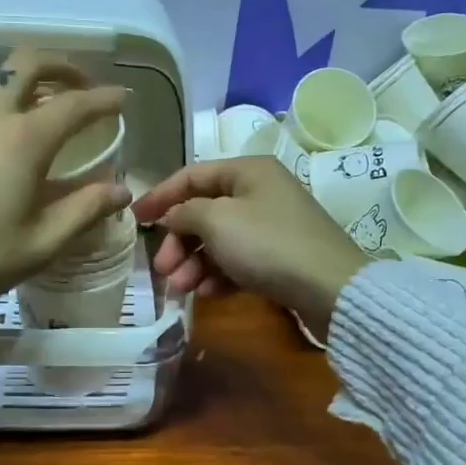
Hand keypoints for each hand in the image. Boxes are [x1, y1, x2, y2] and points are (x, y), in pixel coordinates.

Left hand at [0, 50, 131, 310]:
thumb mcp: (40, 243)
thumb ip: (85, 210)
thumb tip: (120, 190)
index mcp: (24, 139)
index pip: (75, 104)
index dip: (104, 98)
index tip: (122, 99)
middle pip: (29, 61)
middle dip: (62, 66)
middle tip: (80, 87)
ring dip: (28, 80)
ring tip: (44, 109)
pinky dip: (1, 99)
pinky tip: (3, 134)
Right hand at [131, 156, 365, 337]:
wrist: (331, 289)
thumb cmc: (268, 244)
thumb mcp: (217, 221)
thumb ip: (185, 212)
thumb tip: (172, 215)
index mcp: (247, 171)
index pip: (192, 175)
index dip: (160, 195)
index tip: (135, 220)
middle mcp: (260, 192)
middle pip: (204, 211)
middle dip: (179, 240)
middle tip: (162, 268)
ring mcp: (272, 226)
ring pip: (219, 240)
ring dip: (194, 262)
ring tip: (180, 287)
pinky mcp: (279, 258)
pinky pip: (238, 261)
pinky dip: (219, 275)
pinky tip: (207, 294)